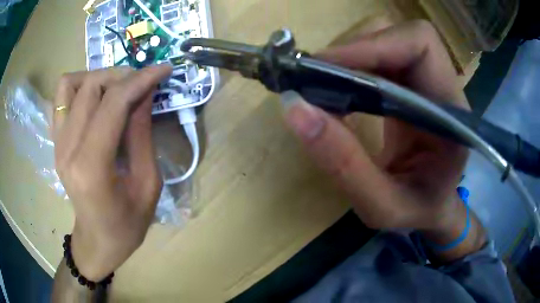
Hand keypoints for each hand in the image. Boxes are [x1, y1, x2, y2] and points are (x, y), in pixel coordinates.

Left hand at [53, 65, 171, 280]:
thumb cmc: (127, 224)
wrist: (97, 240)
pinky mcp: (55, 141)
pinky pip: (61, 98)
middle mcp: (67, 149)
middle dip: (121, 76)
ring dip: (97, 78)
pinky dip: (79, 88)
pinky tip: (95, 102)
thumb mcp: (148, 184)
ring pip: (70, 84)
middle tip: (141, 85)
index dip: (140, 79)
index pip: (113, 104)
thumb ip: (143, 134)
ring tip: (115, 91)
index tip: (163, 69)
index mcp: (92, 168)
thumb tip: (146, 93)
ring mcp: (57, 143)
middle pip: (90, 85)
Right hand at [282, 21, 469, 231]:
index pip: (420, 46)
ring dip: (350, 56)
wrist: (432, 207)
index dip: (374, 46)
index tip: (326, 68)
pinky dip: (352, 65)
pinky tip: (336, 88)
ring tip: (321, 85)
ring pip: (386, 39)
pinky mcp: (411, 83)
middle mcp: (444, 87)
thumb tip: (295, 109)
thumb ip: (344, 165)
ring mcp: (427, 81)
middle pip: (400, 35)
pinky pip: (379, 56)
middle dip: (355, 49)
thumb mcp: (382, 206)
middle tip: (315, 77)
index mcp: (452, 114)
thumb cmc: (417, 211)